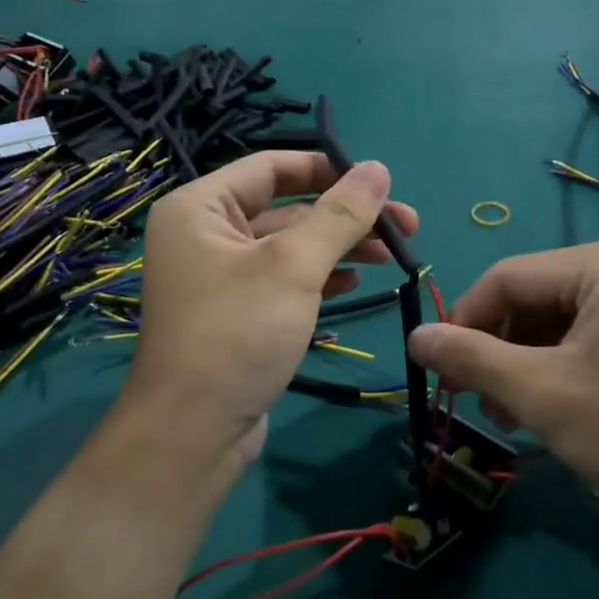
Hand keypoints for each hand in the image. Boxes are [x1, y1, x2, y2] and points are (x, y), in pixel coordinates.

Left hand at [125, 151, 417, 466]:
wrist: (193, 432)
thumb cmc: (237, 333)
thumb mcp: (293, 267)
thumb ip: (339, 214)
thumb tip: (378, 168)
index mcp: (200, 207)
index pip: (271, 167)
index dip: (328, 168)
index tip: (380, 181)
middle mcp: (204, 234)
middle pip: (286, 206)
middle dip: (344, 215)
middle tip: (405, 225)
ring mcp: (220, 276)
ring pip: (289, 245)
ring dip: (339, 246)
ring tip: (392, 254)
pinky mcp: (237, 312)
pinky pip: (282, 279)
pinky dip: (318, 276)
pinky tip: (354, 282)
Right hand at [408, 240, 598, 524]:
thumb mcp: (540, 393)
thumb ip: (471, 359)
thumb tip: (414, 338)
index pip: (505, 278)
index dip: (463, 321)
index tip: (439, 370)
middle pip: (527, 301)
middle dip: (495, 352)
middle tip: (475, 402)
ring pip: (549, 326)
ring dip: (518, 368)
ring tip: (507, 417)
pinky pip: (578, 342)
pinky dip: (550, 373)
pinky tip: (541, 413)